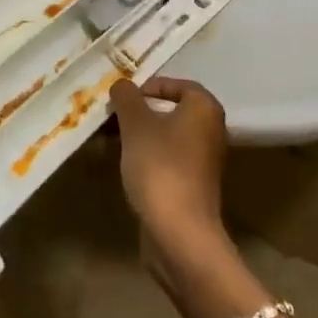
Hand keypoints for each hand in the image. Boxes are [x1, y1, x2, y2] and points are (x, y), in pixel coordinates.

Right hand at [107, 76, 229, 261]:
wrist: (180, 232)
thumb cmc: (160, 166)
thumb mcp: (135, 124)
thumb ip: (126, 97)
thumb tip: (122, 84)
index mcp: (204, 109)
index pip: (177, 85)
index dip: (148, 86)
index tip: (123, 97)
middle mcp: (210, 131)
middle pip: (170, 111)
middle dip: (138, 112)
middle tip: (111, 116)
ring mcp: (203, 161)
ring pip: (165, 137)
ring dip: (138, 135)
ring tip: (107, 139)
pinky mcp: (192, 186)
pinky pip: (166, 159)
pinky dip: (145, 156)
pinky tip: (121, 163)